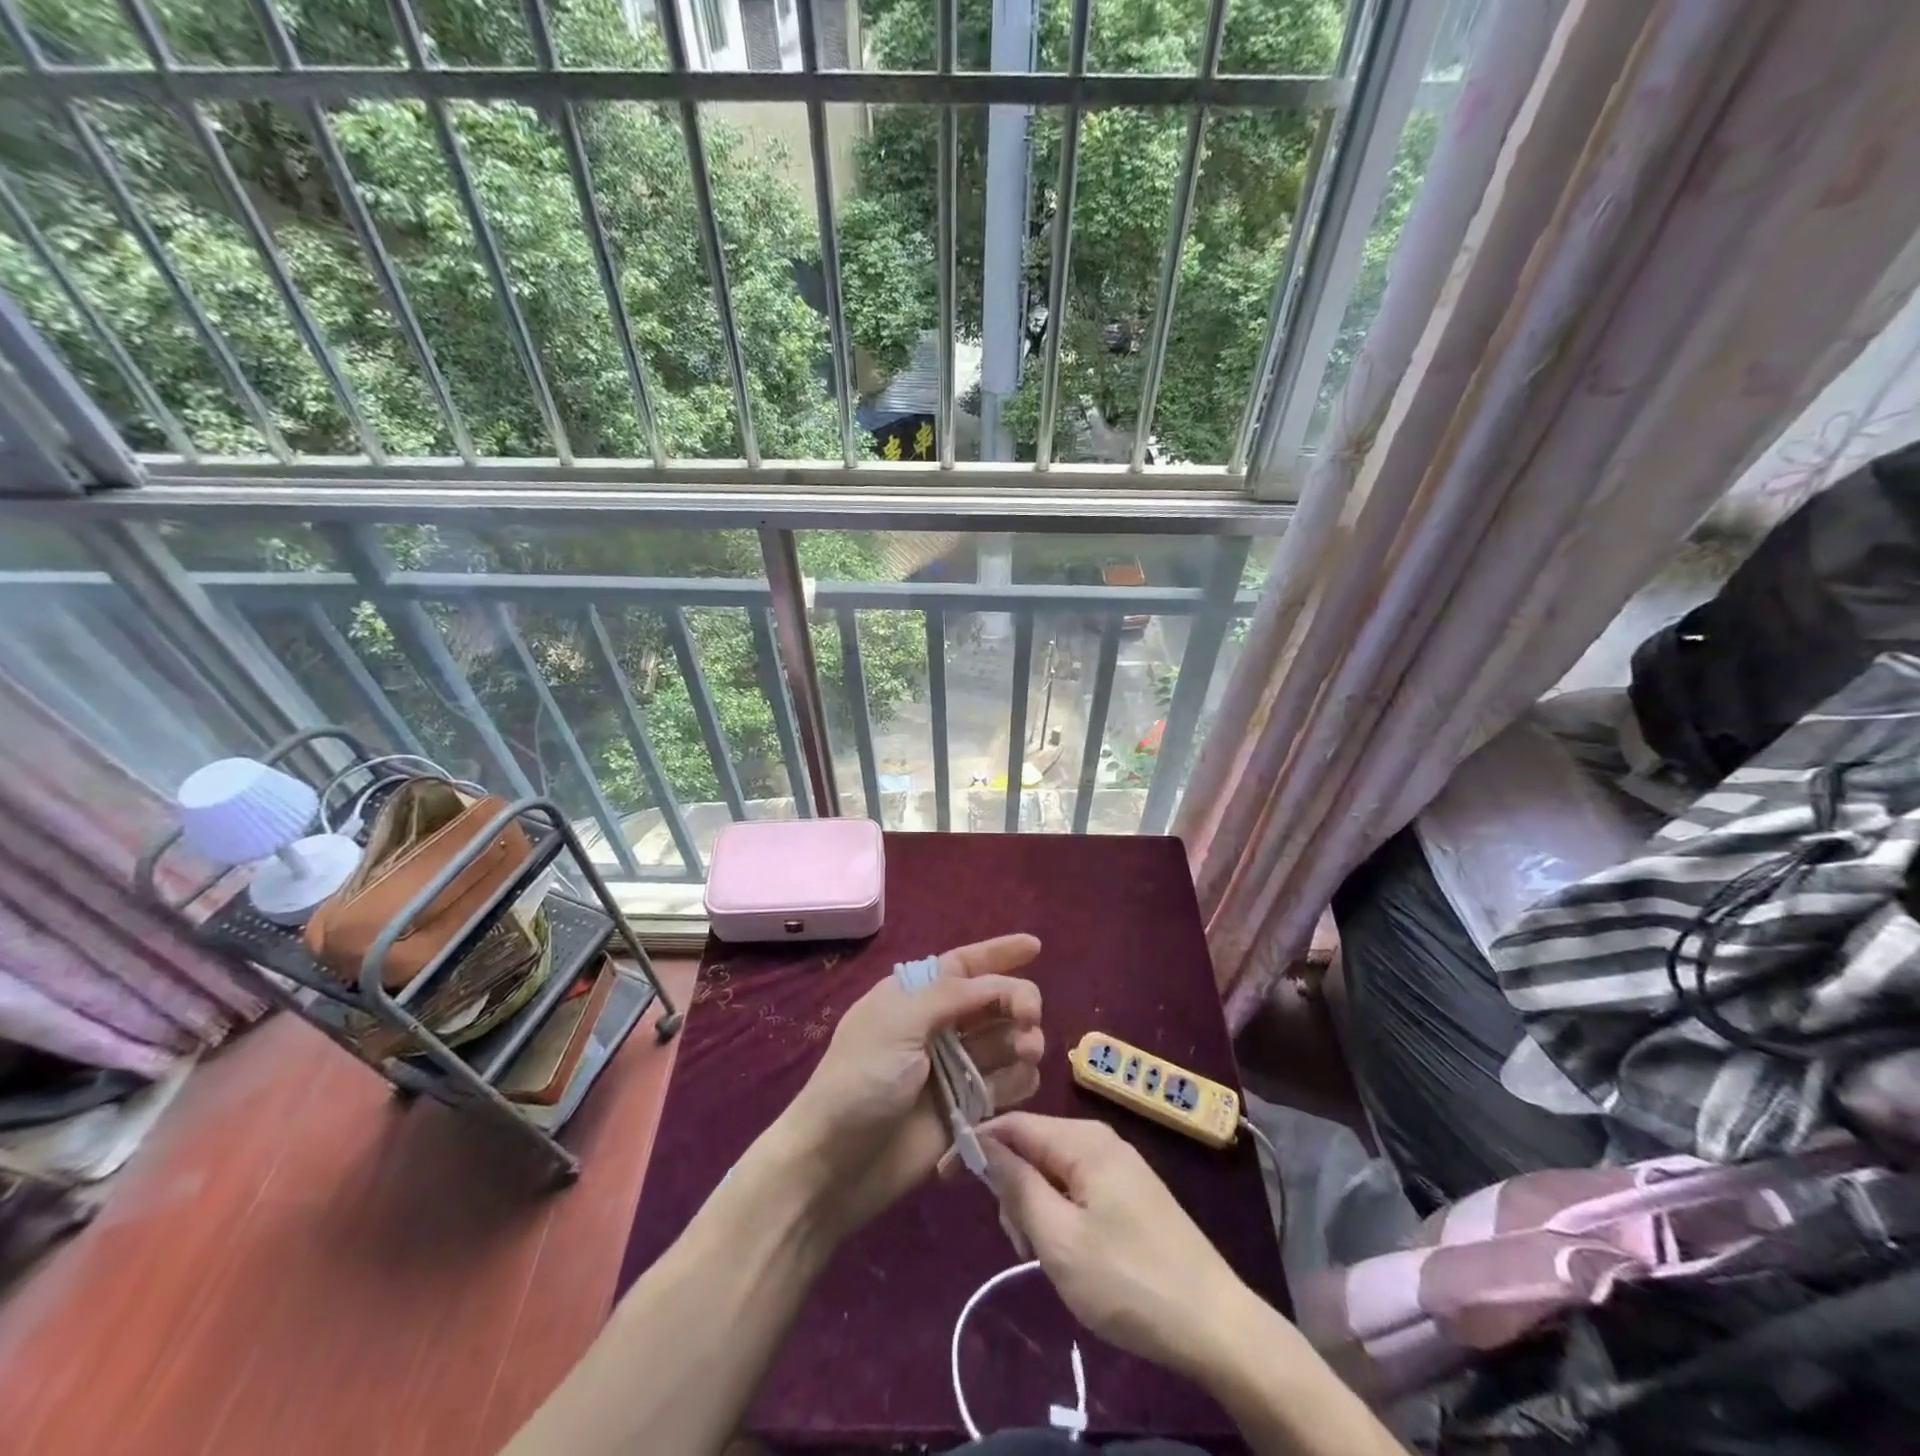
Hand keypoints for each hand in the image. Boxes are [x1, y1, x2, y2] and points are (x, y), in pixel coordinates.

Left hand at [776, 934, 1043, 1236]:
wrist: (835, 1164)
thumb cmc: (862, 1080)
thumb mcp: (899, 1022)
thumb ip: (951, 995)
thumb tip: (996, 981)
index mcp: (915, 997)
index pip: (964, 965)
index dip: (999, 954)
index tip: (1035, 946)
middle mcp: (938, 1027)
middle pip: (994, 1001)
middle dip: (1017, 1001)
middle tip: (1028, 1018)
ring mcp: (954, 1069)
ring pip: (1006, 1042)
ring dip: (1023, 1040)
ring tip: (1026, 1051)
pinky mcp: (966, 1110)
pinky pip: (1006, 1085)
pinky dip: (1020, 1079)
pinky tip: (1019, 1082)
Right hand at [981, 1112, 1249, 1380]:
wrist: (1216, 1325)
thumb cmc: (1128, 1281)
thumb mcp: (1059, 1239)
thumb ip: (1017, 1185)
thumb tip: (982, 1143)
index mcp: (1083, 1140)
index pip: (1013, 1125)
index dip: (975, 1145)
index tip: (944, 1176)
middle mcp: (1100, 1140)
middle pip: (1033, 1148)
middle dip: (1013, 1190)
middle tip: (1021, 1245)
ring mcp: (1119, 1166)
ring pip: (1054, 1173)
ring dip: (1036, 1209)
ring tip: (1046, 1258)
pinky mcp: (1131, 1193)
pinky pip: (1077, 1189)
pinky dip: (1060, 1216)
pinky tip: (1069, 1255)